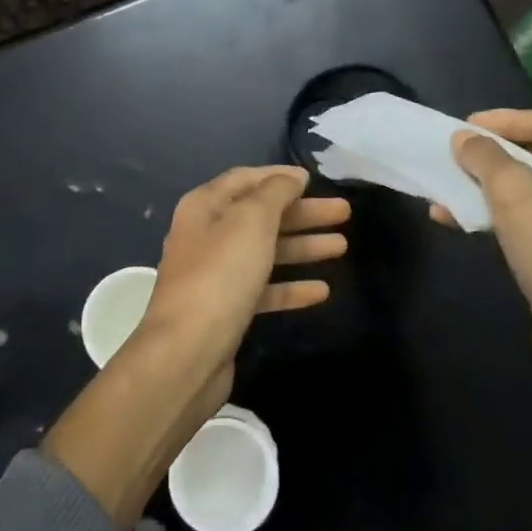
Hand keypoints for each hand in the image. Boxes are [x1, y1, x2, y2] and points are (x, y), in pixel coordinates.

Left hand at [44, 166, 347, 530]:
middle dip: (302, 213)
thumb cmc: (220, 275)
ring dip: (302, 247)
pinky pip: (263, 289)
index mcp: (205, 207)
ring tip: (342, 246)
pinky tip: (322, 291)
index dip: (280, 177)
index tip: (315, 180)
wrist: (187, 353)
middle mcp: (207, 235)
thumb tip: (291, 177)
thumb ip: (274, 194)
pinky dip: (290, 287)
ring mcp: (215, 274)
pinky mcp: (226, 310)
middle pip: (260, 216)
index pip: (245, 180)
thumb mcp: (251, 222)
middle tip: (344, 213)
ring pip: (265, 252)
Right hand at [442, 110, 531, 422]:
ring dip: (496, 193)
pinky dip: (512, 220)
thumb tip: (465, 138)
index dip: (503, 119)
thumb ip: (486, 158)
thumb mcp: (514, 195)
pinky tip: (474, 228)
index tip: (464, 126)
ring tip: (452, 197)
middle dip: (496, 159)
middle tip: (460, 158)